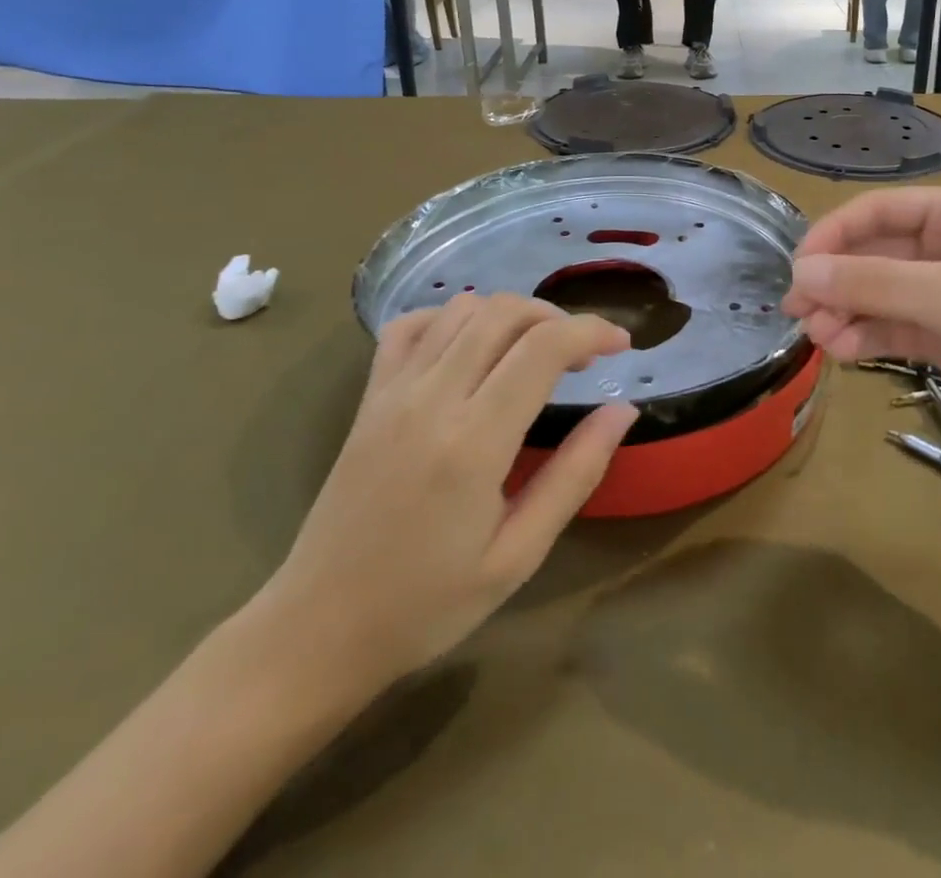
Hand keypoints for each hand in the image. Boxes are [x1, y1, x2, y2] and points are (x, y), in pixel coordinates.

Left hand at [249, 294, 634, 708]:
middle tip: (583, 355)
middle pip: (504, 313)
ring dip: (511, 314)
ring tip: (535, 350)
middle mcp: (431, 399)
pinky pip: (410, 326)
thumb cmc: (427, 604)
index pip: (543, 348)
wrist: (318, 631)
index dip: (591, 332)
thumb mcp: (518, 554)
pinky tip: (471, 347)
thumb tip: (623, 411)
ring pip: (462, 309)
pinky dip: (450, 317)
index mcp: (474, 442)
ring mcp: (392, 392)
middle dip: (557, 317)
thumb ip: (575, 474)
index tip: (622, 345)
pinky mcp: (368, 397)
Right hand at [783, 188, 940, 461]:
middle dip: (835, 281)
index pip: (876, 211)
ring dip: (846, 312)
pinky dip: (867, 336)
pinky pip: (894, 327)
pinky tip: (843, 350)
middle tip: (797, 311)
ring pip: (878, 294)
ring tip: (820, 339)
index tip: (798, 268)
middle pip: (872, 254)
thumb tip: (800, 273)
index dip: (832, 235)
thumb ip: (871, 282)